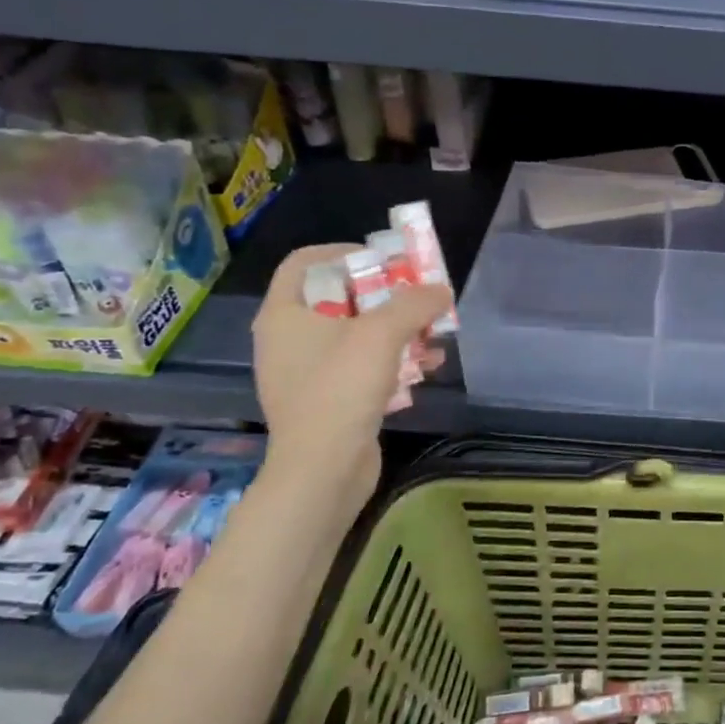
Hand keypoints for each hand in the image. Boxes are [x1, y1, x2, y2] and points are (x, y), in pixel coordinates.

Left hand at [251, 244, 450, 499]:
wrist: (322, 471)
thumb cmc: (341, 389)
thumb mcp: (383, 334)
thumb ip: (415, 303)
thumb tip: (440, 289)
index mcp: (284, 314)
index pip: (304, 262)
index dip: (343, 252)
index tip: (382, 260)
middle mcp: (288, 339)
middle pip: (338, 297)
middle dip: (384, 294)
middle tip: (417, 294)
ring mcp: (305, 373)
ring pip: (355, 334)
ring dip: (396, 329)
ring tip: (432, 332)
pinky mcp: (326, 401)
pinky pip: (360, 367)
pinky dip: (391, 361)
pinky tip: (427, 367)